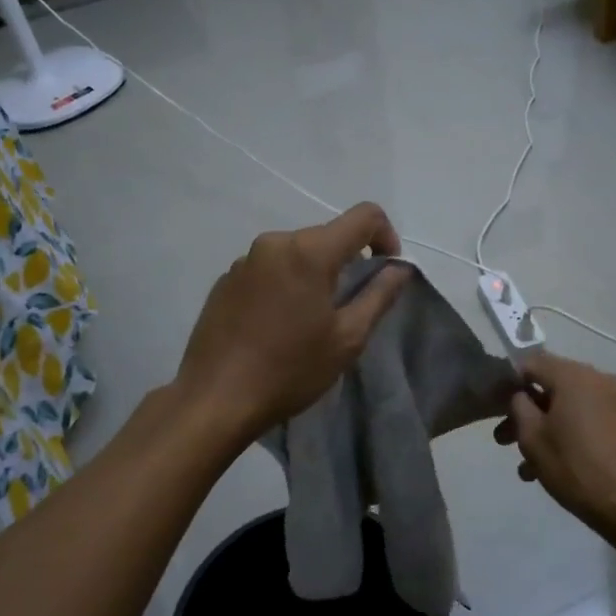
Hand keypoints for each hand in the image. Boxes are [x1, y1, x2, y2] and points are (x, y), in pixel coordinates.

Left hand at [175, 203, 412, 445]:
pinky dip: (285, 284)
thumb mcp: (347, 339)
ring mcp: (245, 259)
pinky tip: (278, 325)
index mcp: (309, 251)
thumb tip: (399, 268)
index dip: (386, 236)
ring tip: (310, 320)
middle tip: (350, 307)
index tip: (386, 271)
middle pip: (328, 236)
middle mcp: (274, 242)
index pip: (364, 216)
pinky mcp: (225, 279)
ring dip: (315, 274)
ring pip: (297, 253)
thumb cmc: (290, 370)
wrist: (215, 399)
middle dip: (348, 261)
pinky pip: (269, 269)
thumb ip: (379, 295)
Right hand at [494, 352, 615, 541]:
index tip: (502, 407)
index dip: (513, 382)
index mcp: (577, 377)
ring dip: (560, 429)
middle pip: (560, 387)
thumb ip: (520, 407)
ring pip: (583, 408)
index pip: (534, 363)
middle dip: (534, 413)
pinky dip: (589, 435)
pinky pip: (607, 422)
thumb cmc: (576, 469)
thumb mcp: (533, 439)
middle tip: (510, 442)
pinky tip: (579, 465)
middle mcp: (607, 380)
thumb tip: (523, 395)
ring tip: (540, 466)